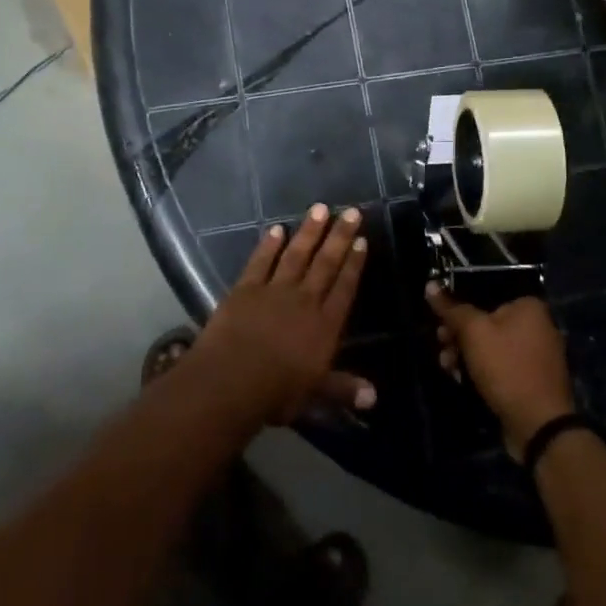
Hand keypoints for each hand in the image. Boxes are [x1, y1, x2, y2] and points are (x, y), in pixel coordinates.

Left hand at [193, 205, 374, 426]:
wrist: (231, 380)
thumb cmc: (276, 392)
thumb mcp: (314, 394)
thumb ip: (343, 389)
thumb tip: (374, 397)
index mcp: (324, 326)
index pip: (344, 288)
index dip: (354, 264)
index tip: (362, 240)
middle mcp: (304, 301)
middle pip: (325, 264)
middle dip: (339, 236)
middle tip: (351, 211)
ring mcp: (274, 291)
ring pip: (296, 255)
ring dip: (309, 231)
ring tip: (320, 208)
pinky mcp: (246, 288)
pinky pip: (260, 262)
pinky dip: (268, 245)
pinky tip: (276, 229)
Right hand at [427, 284, 575, 459]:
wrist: (538, 425)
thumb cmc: (506, 368)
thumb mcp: (474, 333)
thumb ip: (452, 308)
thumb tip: (430, 284)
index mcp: (528, 306)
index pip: (484, 295)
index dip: (458, 308)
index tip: (439, 322)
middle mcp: (537, 325)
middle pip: (486, 321)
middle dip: (458, 335)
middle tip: (441, 345)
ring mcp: (536, 355)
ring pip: (491, 346)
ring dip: (465, 354)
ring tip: (447, 366)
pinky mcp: (531, 379)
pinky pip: (501, 365)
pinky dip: (481, 370)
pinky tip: (462, 379)